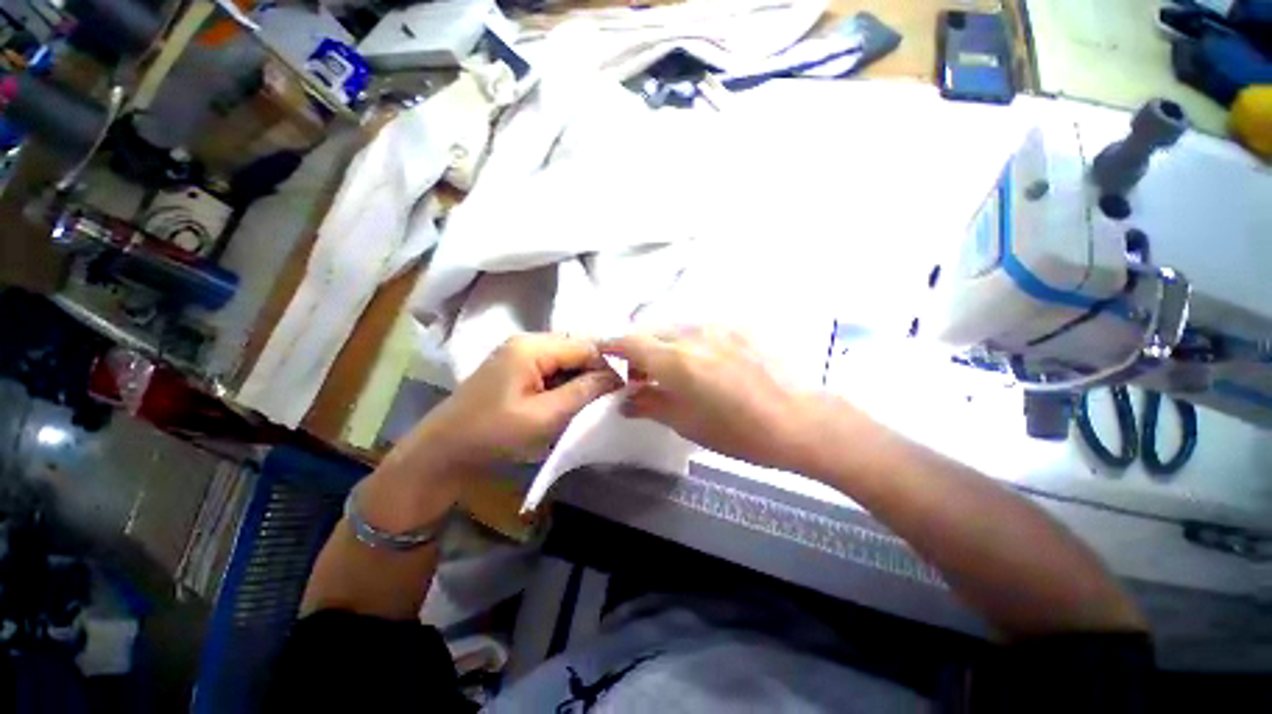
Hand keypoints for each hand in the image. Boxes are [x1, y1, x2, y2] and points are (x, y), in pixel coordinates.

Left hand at [416, 334, 622, 468]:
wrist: (442, 451)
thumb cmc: (493, 434)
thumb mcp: (545, 416)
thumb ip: (584, 391)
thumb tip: (620, 376)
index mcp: (532, 346)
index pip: (586, 346)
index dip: (609, 366)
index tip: (625, 390)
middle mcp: (527, 341)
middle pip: (576, 349)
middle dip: (595, 372)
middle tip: (608, 399)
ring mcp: (519, 353)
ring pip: (566, 359)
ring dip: (581, 378)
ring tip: (591, 402)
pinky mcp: (516, 367)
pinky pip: (552, 368)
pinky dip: (566, 383)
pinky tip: (569, 401)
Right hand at [602, 328, 828, 471]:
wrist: (801, 420)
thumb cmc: (739, 432)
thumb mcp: (687, 423)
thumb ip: (650, 405)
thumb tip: (627, 401)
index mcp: (676, 360)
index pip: (630, 341)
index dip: (612, 344)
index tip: (604, 352)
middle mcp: (693, 334)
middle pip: (651, 330)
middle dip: (638, 348)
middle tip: (642, 374)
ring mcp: (719, 326)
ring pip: (676, 327)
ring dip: (664, 344)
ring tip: (674, 369)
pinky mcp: (740, 326)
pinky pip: (702, 328)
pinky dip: (689, 341)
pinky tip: (705, 362)